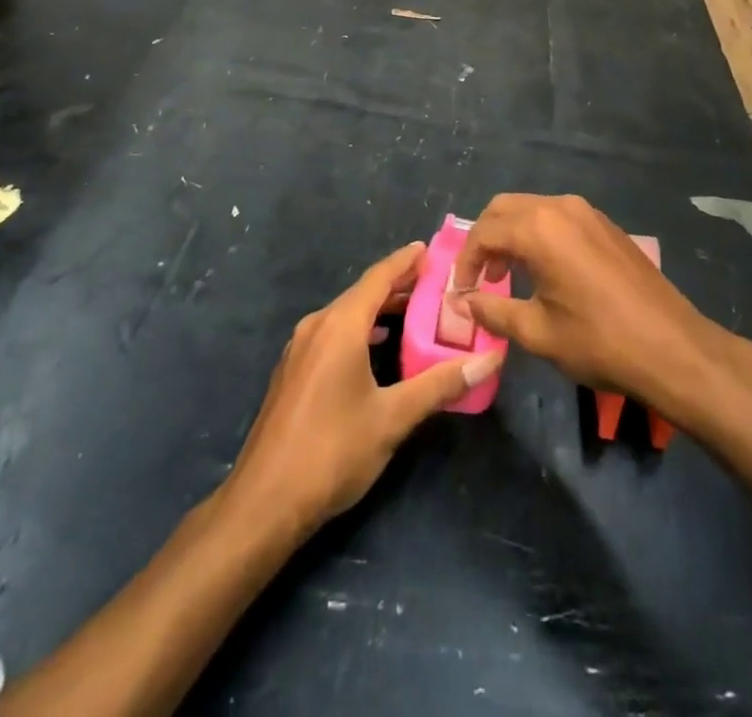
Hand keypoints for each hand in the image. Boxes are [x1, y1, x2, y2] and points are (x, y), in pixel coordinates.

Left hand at [226, 242, 503, 537]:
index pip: (378, 278)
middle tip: (436, 283)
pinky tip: (377, 347)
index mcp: (340, 326)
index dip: (405, 261)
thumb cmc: (332, 452)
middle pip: (362, 293)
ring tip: (415, 312)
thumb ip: (439, 385)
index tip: (430, 248)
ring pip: (346, 314)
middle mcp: (317, 326)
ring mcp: (300, 349)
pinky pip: (333, 333)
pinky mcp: (293, 371)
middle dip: (398, 285)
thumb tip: (487, 360)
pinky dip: (360, 329)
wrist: (264, 502)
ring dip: (379, 309)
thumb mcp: (392, 418)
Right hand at [453, 194, 721, 415]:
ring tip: (508, 276)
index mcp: (538, 229)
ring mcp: (587, 213)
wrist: (673, 348)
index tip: (461, 293)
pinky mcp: (606, 225)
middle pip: (504, 208)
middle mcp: (560, 208)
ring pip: (532, 209)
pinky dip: (538, 235)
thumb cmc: (599, 341)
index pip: (484, 232)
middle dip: (485, 239)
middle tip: (481, 278)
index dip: (465, 262)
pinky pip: (558, 217)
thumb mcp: (538, 332)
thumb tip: (464, 303)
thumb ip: (493, 311)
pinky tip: (544, 271)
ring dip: (511, 235)